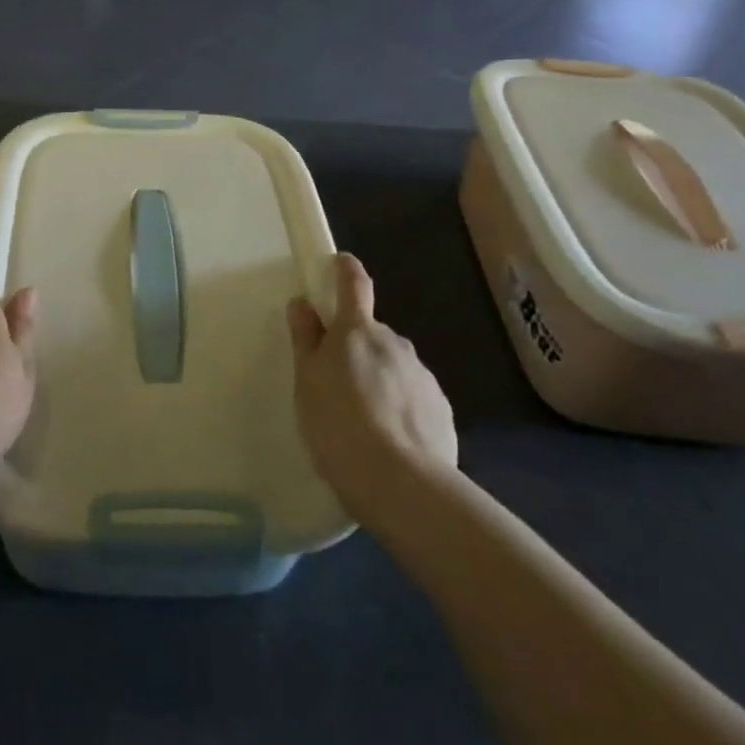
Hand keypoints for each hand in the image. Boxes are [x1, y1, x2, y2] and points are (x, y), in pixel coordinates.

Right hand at [288, 253, 456, 513]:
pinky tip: (389, 440)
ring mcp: (422, 375)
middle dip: (357, 348)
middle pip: (372, 334)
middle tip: (337, 383)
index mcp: (357, 331)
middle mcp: (395, 343)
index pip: (354, 284)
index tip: (339, 262)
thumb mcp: (307, 381)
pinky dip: (399, 407)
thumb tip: (303, 304)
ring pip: (394, 366)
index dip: (345, 269)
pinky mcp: (441, 409)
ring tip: (363, 422)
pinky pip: (413, 396)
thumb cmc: (338, 423)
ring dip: (379, 380)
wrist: (400, 482)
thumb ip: (306, 340)